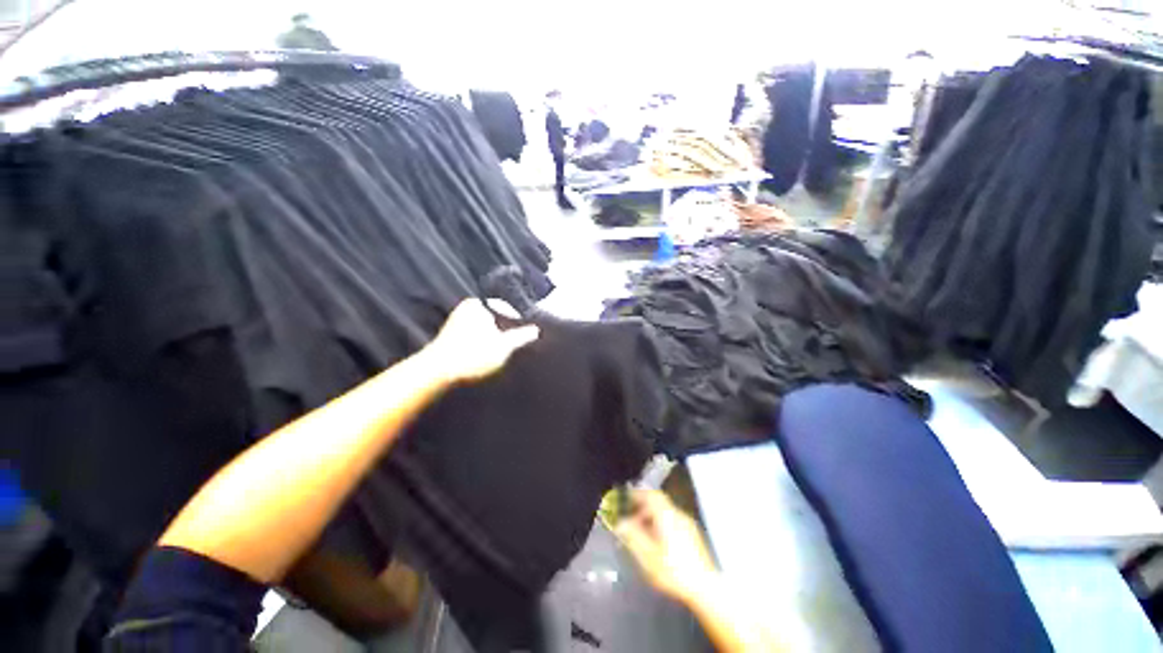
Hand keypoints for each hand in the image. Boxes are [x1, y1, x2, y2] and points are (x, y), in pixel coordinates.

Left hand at [424, 298, 539, 383]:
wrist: (437, 374)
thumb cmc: (472, 355)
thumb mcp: (503, 347)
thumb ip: (521, 337)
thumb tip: (537, 330)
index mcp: (478, 305)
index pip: (505, 308)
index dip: (518, 321)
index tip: (524, 335)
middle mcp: (466, 309)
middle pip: (495, 318)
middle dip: (505, 330)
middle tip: (515, 344)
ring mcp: (457, 322)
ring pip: (485, 328)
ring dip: (494, 339)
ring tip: (502, 352)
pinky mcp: (451, 337)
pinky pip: (475, 336)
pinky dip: (483, 344)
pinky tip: (486, 356)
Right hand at [615, 490, 719, 604]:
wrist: (706, 588)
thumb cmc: (674, 570)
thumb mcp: (648, 555)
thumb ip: (633, 536)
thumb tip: (620, 523)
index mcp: (667, 515)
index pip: (652, 494)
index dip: (638, 494)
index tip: (626, 500)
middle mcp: (678, 515)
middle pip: (659, 503)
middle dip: (643, 508)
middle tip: (630, 520)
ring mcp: (688, 525)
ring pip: (665, 513)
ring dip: (651, 518)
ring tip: (641, 533)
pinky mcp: (693, 536)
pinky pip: (672, 521)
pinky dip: (661, 525)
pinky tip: (657, 542)